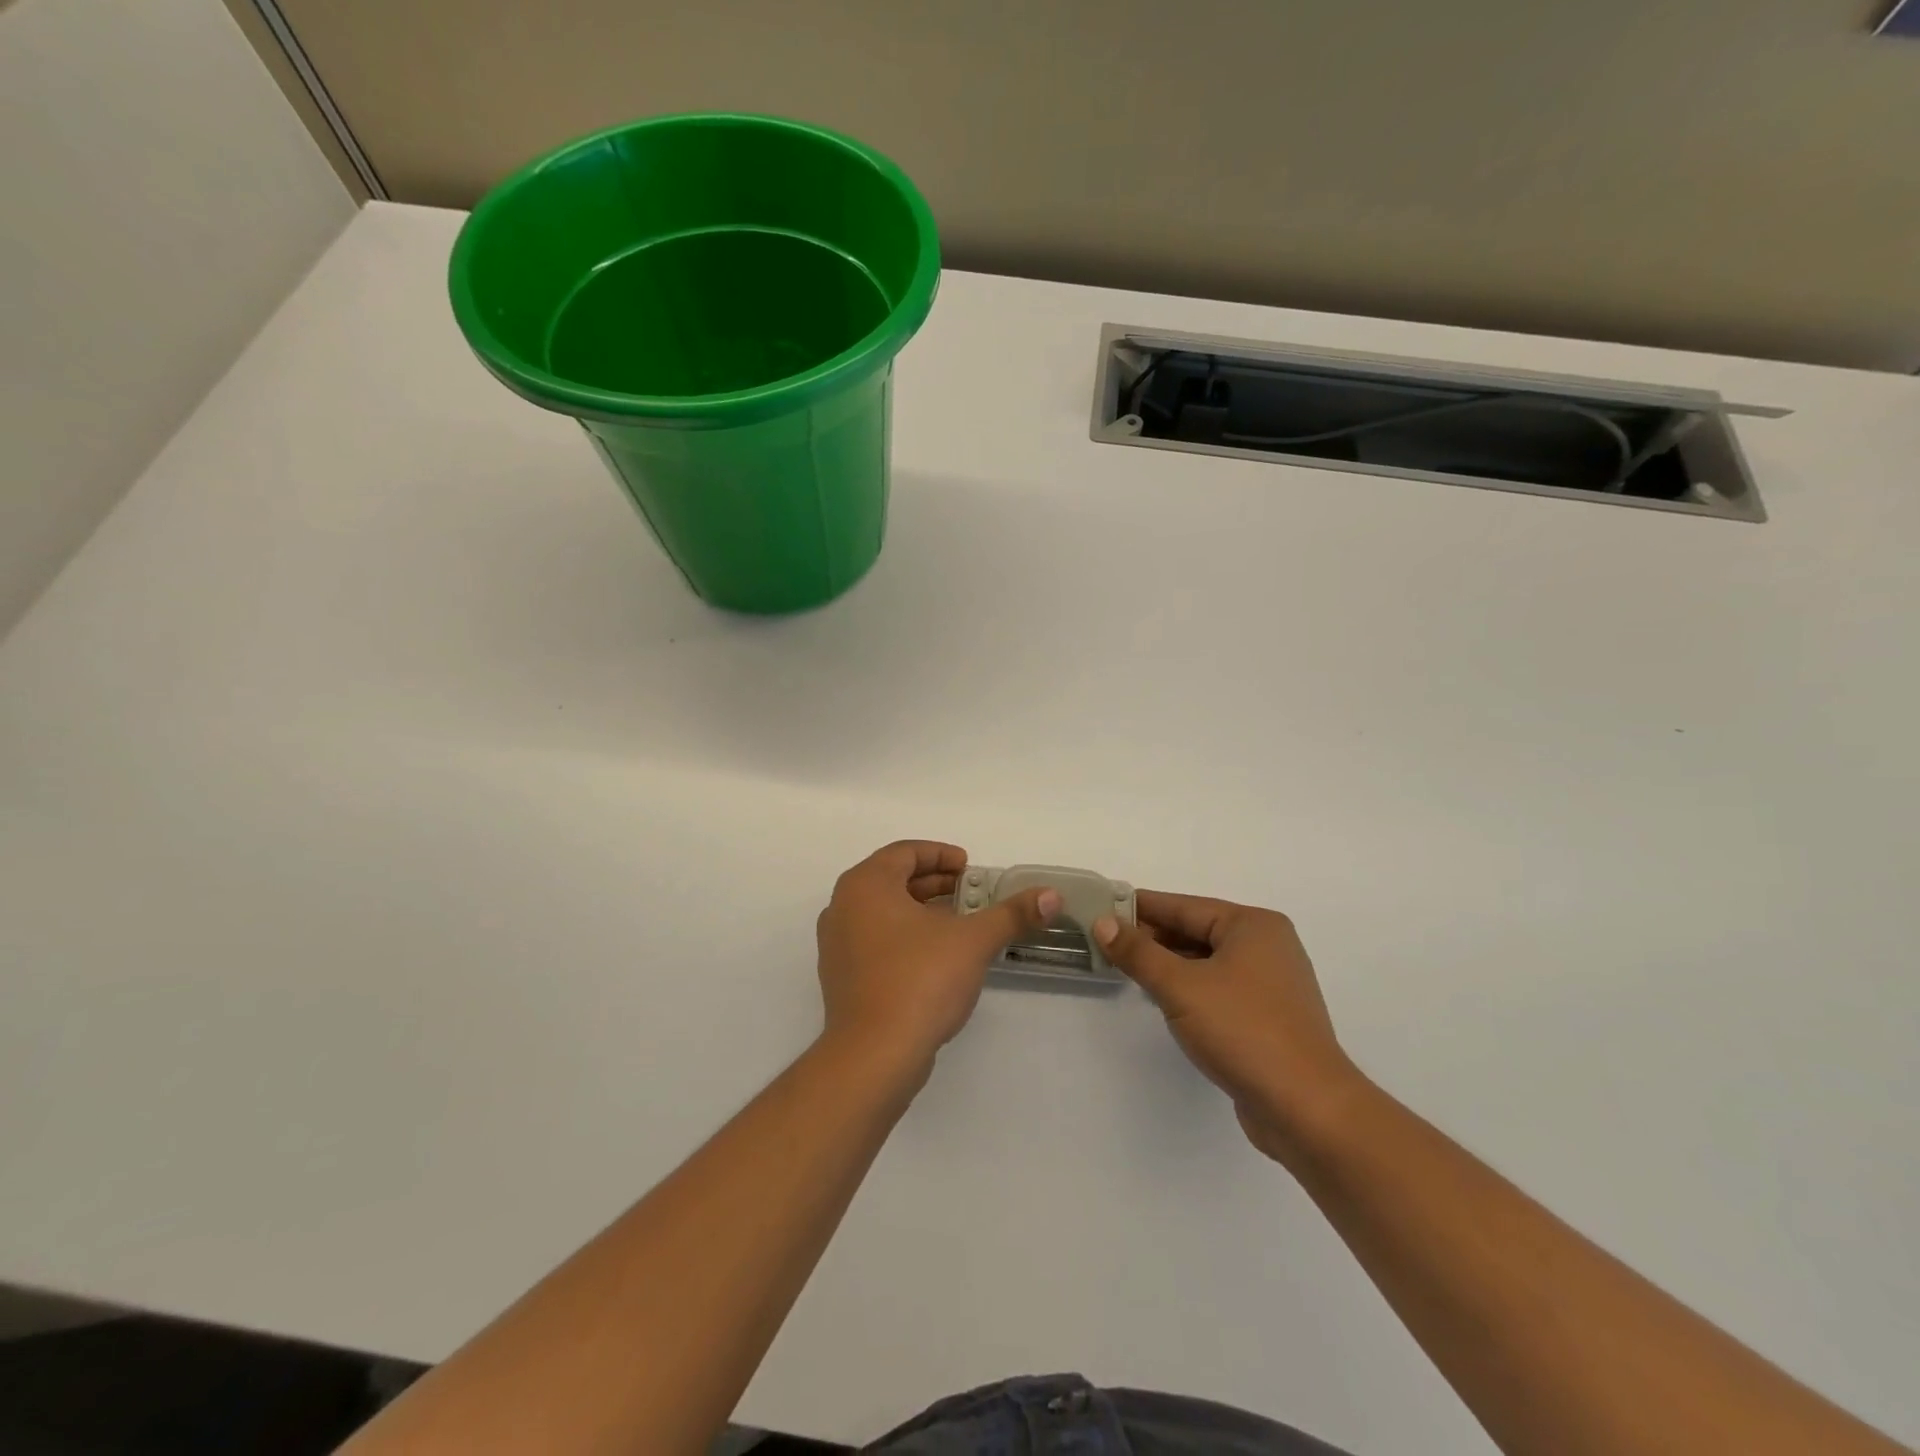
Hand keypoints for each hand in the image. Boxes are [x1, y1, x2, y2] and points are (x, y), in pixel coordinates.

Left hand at [816, 842, 1060, 1075]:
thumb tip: (1051, 896)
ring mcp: (836, 944)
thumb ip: (1012, 914)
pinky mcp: (840, 977)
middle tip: (971, 894)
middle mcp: (843, 906)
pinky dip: (904, 937)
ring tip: (959, 924)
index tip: (970, 868)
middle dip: (934, 884)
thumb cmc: (920, 980)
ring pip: (883, 912)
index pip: (904, 852)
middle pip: (892, 880)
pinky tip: (935, 958)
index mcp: (865, 884)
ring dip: (921, 911)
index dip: (941, 855)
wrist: (874, 1055)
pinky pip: (874, 940)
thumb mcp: (973, 941)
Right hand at [1094, 892, 1363, 1162]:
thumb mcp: (1180, 986)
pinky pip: (1218, 988)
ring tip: (1126, 968)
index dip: (1141, 907)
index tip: (1103, 905)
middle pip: (1197, 931)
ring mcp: (1271, 984)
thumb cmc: (1243, 1031)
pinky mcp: (1268, 1018)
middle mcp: (1267, 946)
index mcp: (1253, 926)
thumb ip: (1138, 952)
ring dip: (1168, 964)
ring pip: (1207, 961)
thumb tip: (1103, 922)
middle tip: (1106, 940)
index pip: (1184, 906)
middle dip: (1152, 937)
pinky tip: (1162, 999)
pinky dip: (1189, 988)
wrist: (1307, 1109)